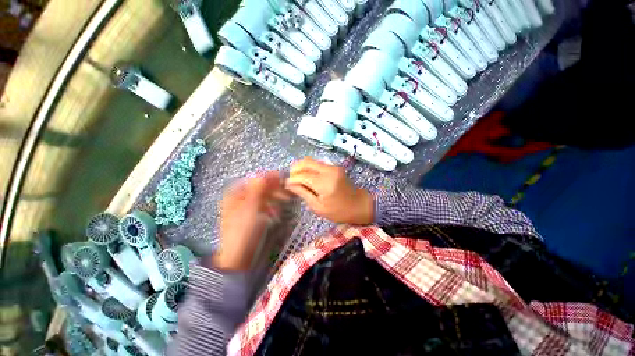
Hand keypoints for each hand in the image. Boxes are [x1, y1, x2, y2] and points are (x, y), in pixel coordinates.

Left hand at [214, 172, 289, 270]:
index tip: (282, 177)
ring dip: (274, 198)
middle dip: (274, 189)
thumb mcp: (250, 207)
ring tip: (283, 202)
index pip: (254, 179)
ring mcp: (247, 208)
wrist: (238, 257)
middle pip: (260, 188)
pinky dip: (271, 207)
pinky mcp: (253, 216)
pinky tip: (275, 212)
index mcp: (235, 194)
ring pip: (264, 197)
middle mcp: (240, 198)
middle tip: (286, 192)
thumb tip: (264, 173)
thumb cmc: (242, 231)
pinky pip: (264, 206)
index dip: (268, 178)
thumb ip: (258, 189)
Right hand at [285, 157, 373, 224]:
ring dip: (301, 167)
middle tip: (290, 179)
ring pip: (311, 160)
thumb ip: (303, 193)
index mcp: (325, 183)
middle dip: (294, 169)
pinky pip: (317, 163)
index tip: (286, 184)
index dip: (291, 179)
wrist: (359, 204)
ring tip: (297, 178)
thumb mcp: (318, 207)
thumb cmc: (339, 211)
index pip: (302, 175)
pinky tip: (306, 177)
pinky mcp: (334, 166)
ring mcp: (332, 167)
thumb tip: (289, 184)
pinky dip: (309, 168)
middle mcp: (328, 171)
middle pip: (305, 162)